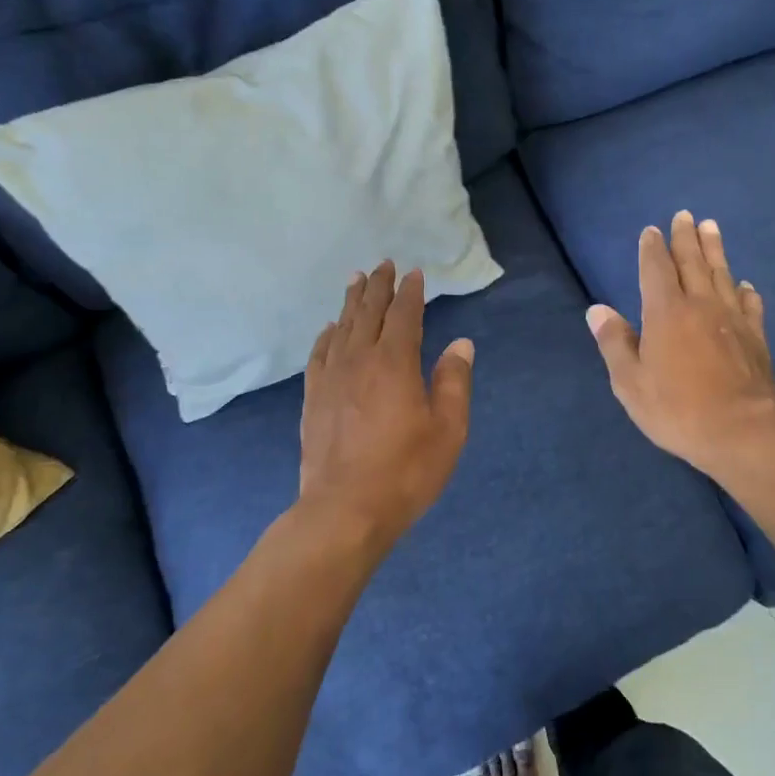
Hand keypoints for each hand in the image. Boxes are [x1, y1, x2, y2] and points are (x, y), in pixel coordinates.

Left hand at [297, 260, 473, 552]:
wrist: (345, 510)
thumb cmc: (406, 471)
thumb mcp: (448, 429)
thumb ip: (454, 382)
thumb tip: (460, 344)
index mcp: (395, 363)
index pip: (404, 315)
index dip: (410, 293)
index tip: (414, 274)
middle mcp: (360, 360)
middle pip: (369, 313)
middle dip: (379, 287)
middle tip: (383, 265)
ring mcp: (331, 378)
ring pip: (342, 328)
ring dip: (352, 302)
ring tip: (356, 281)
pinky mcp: (313, 399)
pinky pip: (320, 354)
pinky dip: (327, 336)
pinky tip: (330, 329)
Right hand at [586, 211, 774, 479]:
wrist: (742, 432)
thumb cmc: (677, 409)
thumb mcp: (631, 382)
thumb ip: (614, 343)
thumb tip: (597, 310)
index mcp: (666, 313)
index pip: (656, 269)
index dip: (652, 249)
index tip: (651, 230)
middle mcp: (701, 306)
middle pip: (693, 262)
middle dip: (686, 237)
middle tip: (684, 215)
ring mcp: (733, 320)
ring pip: (722, 274)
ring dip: (715, 250)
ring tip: (711, 228)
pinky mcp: (756, 338)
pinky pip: (750, 305)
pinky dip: (746, 291)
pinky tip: (746, 285)